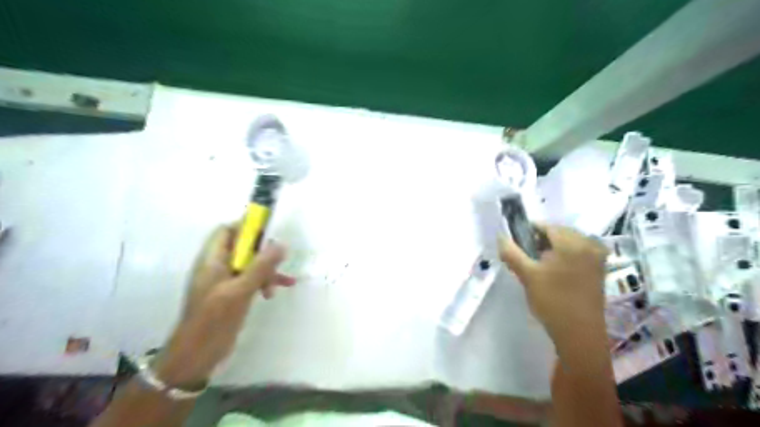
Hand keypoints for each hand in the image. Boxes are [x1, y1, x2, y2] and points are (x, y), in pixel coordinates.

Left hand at [153, 225, 295, 387]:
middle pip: (243, 247)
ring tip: (280, 283)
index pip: (227, 231)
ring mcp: (226, 282)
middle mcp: (218, 267)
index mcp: (212, 260)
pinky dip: (266, 282)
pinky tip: (281, 289)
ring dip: (267, 270)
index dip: (246, 226)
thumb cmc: (213, 320)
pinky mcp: (233, 295)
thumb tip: (281, 244)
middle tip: (278, 261)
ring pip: (251, 264)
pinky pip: (252, 280)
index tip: (269, 231)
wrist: (196, 357)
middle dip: (263, 253)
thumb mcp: (240, 291)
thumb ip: (261, 266)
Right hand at [504, 226, 610, 343]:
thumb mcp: (527, 275)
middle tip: (526, 257)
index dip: (528, 231)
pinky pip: (578, 252)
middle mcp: (589, 244)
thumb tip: (500, 237)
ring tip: (537, 266)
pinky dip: (564, 256)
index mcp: (573, 243)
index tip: (516, 244)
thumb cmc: (552, 301)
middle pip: (559, 233)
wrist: (579, 334)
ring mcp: (597, 256)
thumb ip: (512, 253)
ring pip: (568, 242)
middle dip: (540, 241)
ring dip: (552, 249)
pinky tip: (553, 271)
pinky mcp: (599, 268)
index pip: (547, 226)